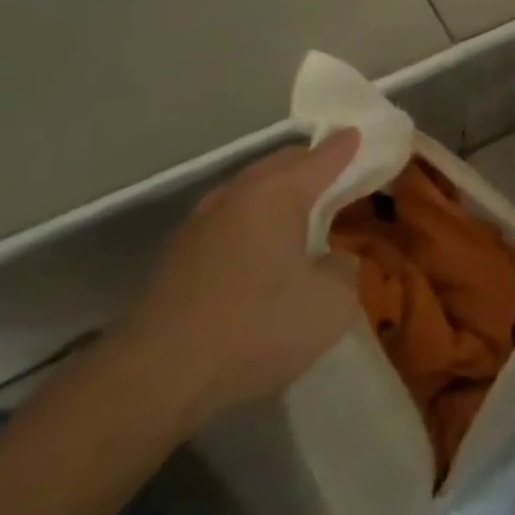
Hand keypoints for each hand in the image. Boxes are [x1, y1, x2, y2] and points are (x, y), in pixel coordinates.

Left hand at [119, 131, 362, 423]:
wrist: (153, 380)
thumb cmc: (254, 328)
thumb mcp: (330, 305)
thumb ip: (344, 271)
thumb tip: (332, 261)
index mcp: (276, 194)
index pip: (323, 157)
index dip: (347, 146)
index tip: (362, 135)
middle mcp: (236, 196)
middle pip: (281, 165)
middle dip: (311, 164)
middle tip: (339, 172)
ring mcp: (200, 226)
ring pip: (250, 192)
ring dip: (278, 194)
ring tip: (302, 209)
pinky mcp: (178, 259)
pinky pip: (230, 222)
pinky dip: (254, 223)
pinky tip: (262, 249)